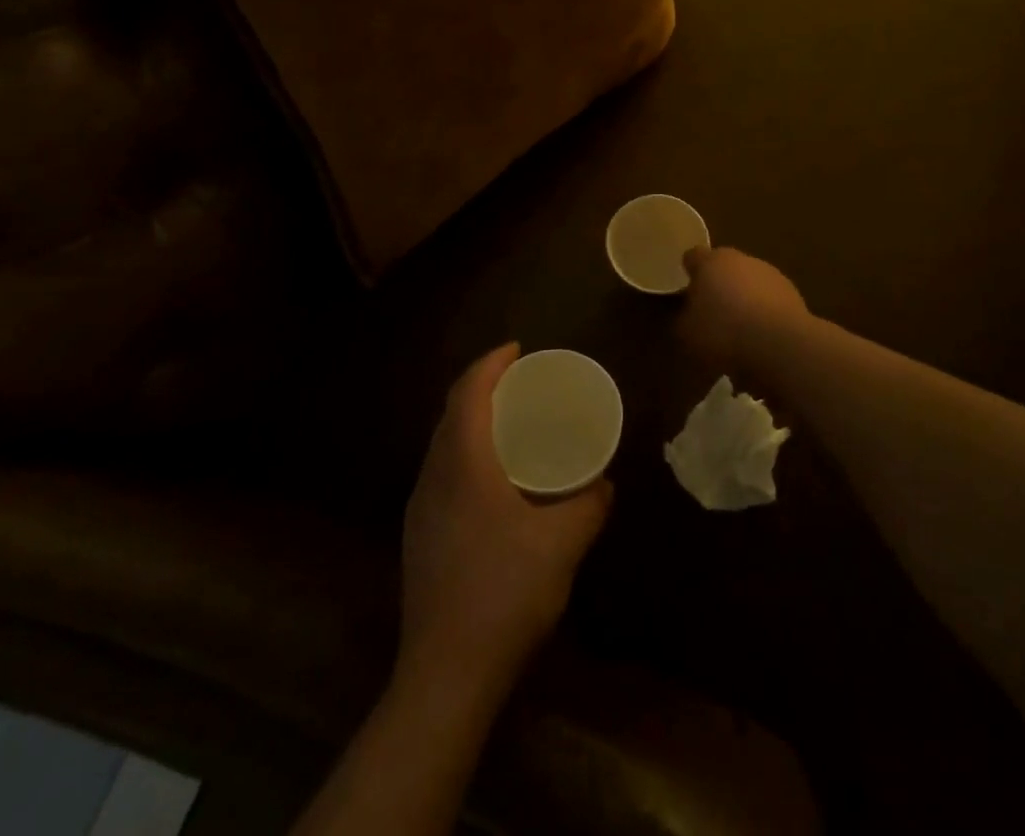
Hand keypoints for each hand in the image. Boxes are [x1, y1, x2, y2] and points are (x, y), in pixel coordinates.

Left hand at [397, 344, 611, 702]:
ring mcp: (420, 510)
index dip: (490, 363)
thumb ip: (589, 505)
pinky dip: (467, 454)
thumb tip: (605, 483)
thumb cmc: (505, 593)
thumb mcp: (563, 544)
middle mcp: (433, 477)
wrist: (446, 675)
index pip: (467, 393)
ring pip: (443, 445)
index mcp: (462, 465)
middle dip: (481, 387)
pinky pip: (442, 472)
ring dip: (472, 422)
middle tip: (520, 383)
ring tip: (510, 424)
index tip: (518, 349)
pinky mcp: (419, 539)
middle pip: (451, 414)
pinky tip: (494, 481)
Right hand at [678, 246, 811, 374]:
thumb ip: (684, 318)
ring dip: (744, 299)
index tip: (685, 289)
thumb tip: (689, 314)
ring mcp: (771, 275)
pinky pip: (770, 301)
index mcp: (711, 261)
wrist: (779, 344)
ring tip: (738, 330)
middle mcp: (742, 259)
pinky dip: (764, 313)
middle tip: (710, 313)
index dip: (688, 271)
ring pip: (750, 283)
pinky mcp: (793, 295)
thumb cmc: (723, 331)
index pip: (693, 256)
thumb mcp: (687, 332)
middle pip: (725, 268)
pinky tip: (760, 338)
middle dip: (718, 286)